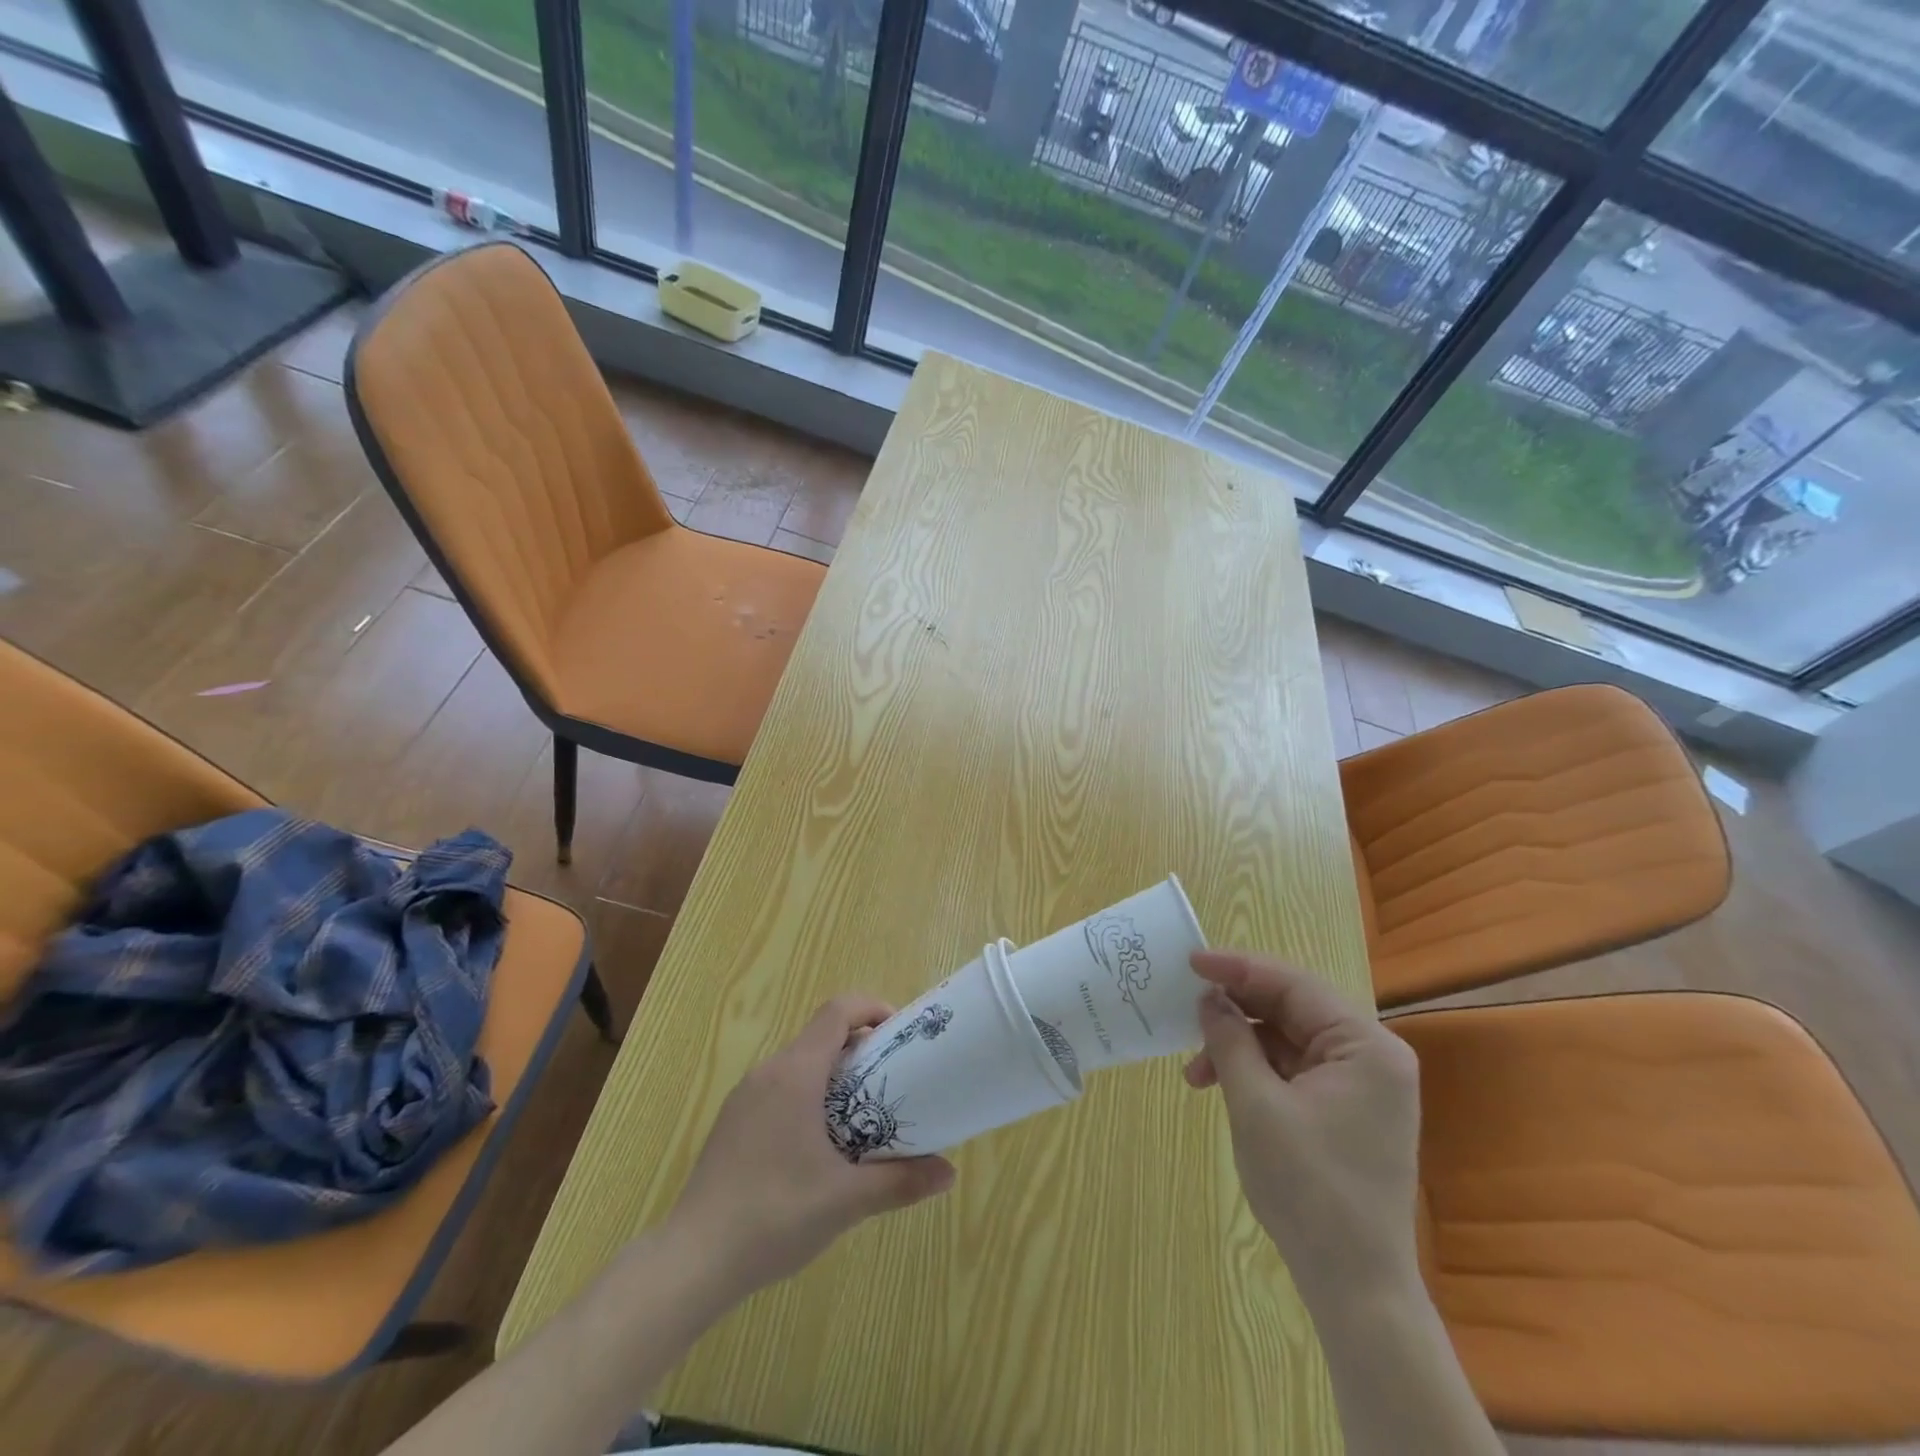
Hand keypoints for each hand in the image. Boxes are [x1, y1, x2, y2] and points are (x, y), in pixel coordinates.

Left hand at [665, 996, 955, 1298]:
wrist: (692, 1261)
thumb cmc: (773, 1216)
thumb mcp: (846, 1200)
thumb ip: (900, 1182)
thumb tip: (949, 1174)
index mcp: (795, 1073)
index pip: (837, 1011)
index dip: (872, 1009)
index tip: (900, 1035)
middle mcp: (768, 1072)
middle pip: (821, 1036)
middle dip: (860, 1049)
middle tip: (892, 1081)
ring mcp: (745, 1097)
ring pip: (800, 1064)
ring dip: (834, 1075)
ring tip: (862, 1115)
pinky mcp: (733, 1122)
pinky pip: (780, 1089)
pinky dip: (809, 1096)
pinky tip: (820, 1146)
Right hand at [1185, 950, 1420, 1303]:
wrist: (1354, 1286)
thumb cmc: (1308, 1189)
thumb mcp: (1256, 1105)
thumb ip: (1231, 1039)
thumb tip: (1209, 998)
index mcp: (1366, 1047)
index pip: (1294, 985)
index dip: (1239, 968)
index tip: (1191, 961)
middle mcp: (1371, 1056)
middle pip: (1292, 1009)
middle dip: (1236, 1011)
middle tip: (1187, 1010)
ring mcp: (1360, 1084)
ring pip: (1287, 1038)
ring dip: (1239, 1045)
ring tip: (1195, 1072)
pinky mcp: (1344, 1108)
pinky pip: (1293, 1068)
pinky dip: (1255, 1070)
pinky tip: (1221, 1084)